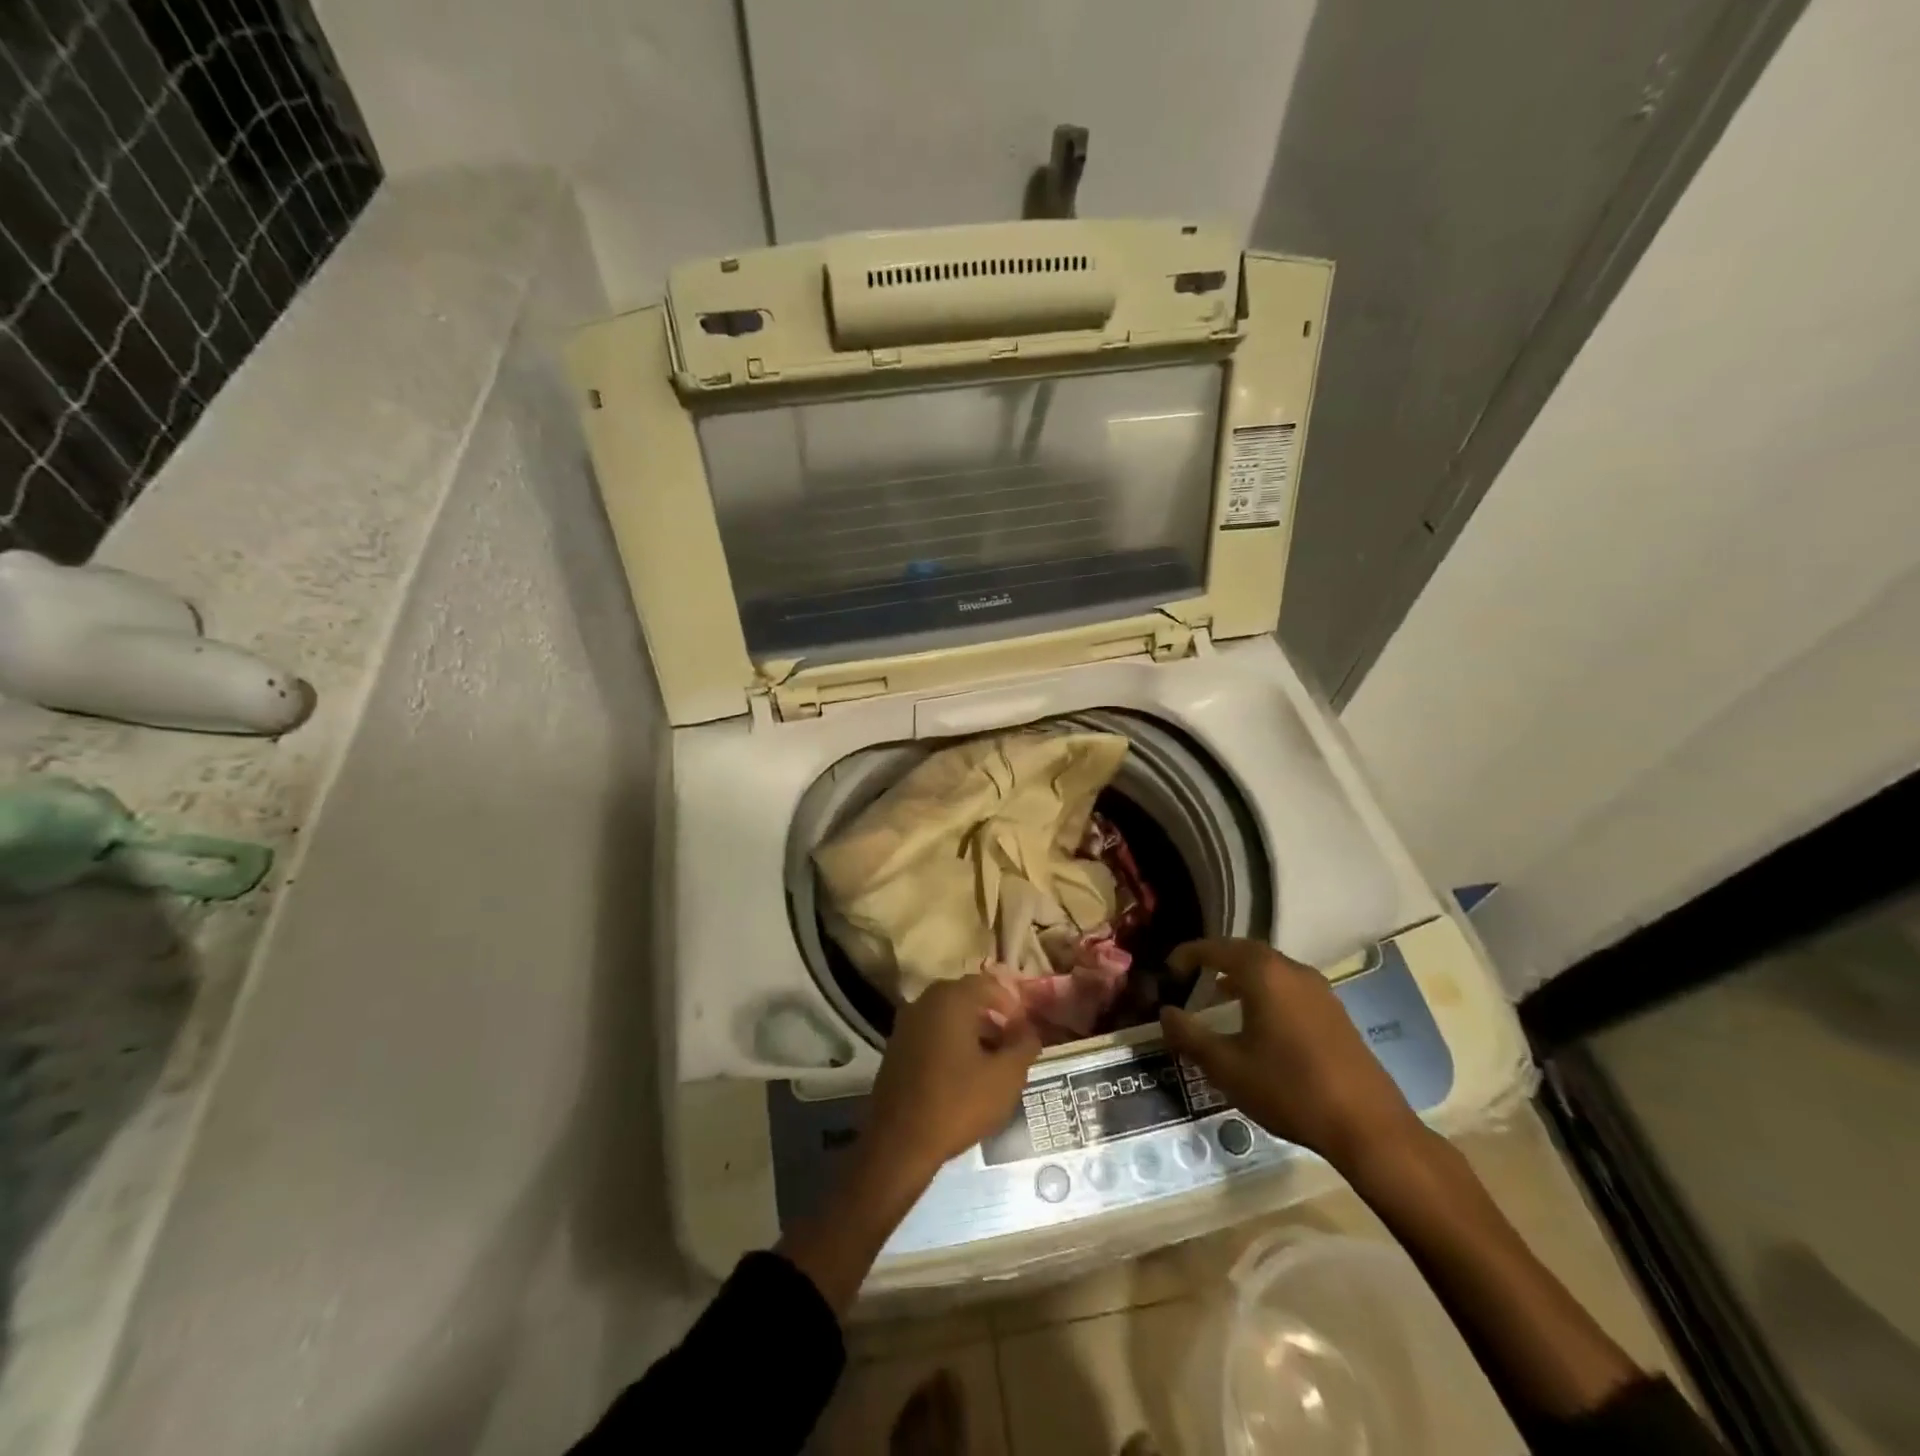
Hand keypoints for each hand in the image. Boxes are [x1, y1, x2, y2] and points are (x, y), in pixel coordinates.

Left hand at [864, 974, 1041, 1178]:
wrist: (899, 1143)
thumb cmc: (958, 1103)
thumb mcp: (1006, 1077)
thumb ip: (1024, 1046)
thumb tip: (1030, 1030)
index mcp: (951, 999)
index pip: (989, 984)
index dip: (1012, 1003)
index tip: (1026, 1029)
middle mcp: (924, 1002)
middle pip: (966, 997)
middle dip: (993, 1016)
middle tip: (1011, 1043)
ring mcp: (906, 1024)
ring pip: (948, 1016)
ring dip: (972, 1031)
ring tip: (992, 1061)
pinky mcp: (896, 1048)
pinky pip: (931, 1033)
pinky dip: (951, 1043)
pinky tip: (963, 1073)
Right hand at [1158, 938, 1426, 1173]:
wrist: (1368, 1127)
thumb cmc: (1288, 1089)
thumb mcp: (1226, 1066)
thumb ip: (1189, 1035)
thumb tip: (1165, 1013)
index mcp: (1264, 973)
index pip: (1216, 949)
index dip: (1188, 955)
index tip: (1168, 969)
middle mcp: (1292, 970)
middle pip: (1245, 952)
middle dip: (1215, 960)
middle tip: (1191, 976)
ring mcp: (1319, 990)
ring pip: (1270, 969)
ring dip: (1241, 976)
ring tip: (1219, 997)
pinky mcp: (1335, 1013)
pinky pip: (1289, 987)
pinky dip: (1265, 991)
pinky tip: (1258, 1022)